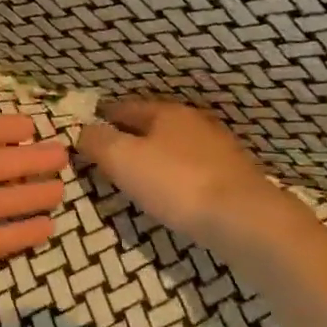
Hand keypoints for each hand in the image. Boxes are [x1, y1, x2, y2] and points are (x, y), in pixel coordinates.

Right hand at [74, 99, 279, 253]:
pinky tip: (172, 193)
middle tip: (107, 156)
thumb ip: (97, 142)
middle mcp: (194, 122)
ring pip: (174, 147)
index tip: (85, 132)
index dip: (101, 119)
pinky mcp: (233, 178)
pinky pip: (192, 170)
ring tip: (136, 177)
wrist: (244, 219)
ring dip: (155, 157)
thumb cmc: (176, 183)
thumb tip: (82, 131)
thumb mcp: (123, 159)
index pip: (123, 107)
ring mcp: (218, 150)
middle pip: (152, 125)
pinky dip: (176, 177)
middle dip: (130, 137)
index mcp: (166, 112)